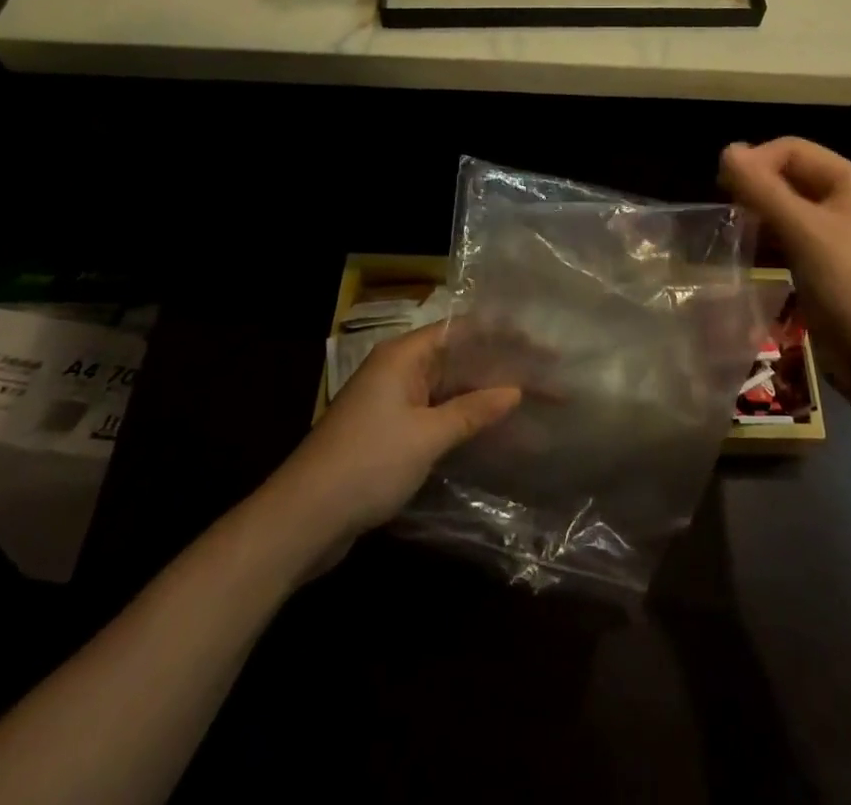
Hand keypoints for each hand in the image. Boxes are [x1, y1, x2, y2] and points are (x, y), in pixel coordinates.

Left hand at [283, 322, 519, 538]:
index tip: (541, 344)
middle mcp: (401, 371)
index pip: (462, 330)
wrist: (301, 522)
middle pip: (461, 359)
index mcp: (404, 356)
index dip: (503, 334)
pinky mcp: (393, 434)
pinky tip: (498, 433)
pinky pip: (441, 416)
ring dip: (489, 397)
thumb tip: (515, 391)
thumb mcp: (425, 436)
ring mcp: (396, 403)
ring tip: (534, 404)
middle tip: (549, 377)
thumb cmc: (366, 464)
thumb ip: (472, 411)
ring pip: (453, 390)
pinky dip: (469, 421)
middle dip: (503, 368)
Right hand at [720, 139, 850, 390]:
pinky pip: (792, 238)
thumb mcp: (802, 230)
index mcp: (849, 181)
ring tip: (734, 233)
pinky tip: (750, 255)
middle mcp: (846, 201)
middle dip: (756, 188)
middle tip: (726, 210)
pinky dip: (770, 240)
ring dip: (760, 215)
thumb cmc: (847, 283)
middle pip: (791, 176)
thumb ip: (762, 188)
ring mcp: (839, 235)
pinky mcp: (828, 265)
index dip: (757, 160)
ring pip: (789, 209)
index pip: (792, 149)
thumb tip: (726, 151)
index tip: (724, 187)